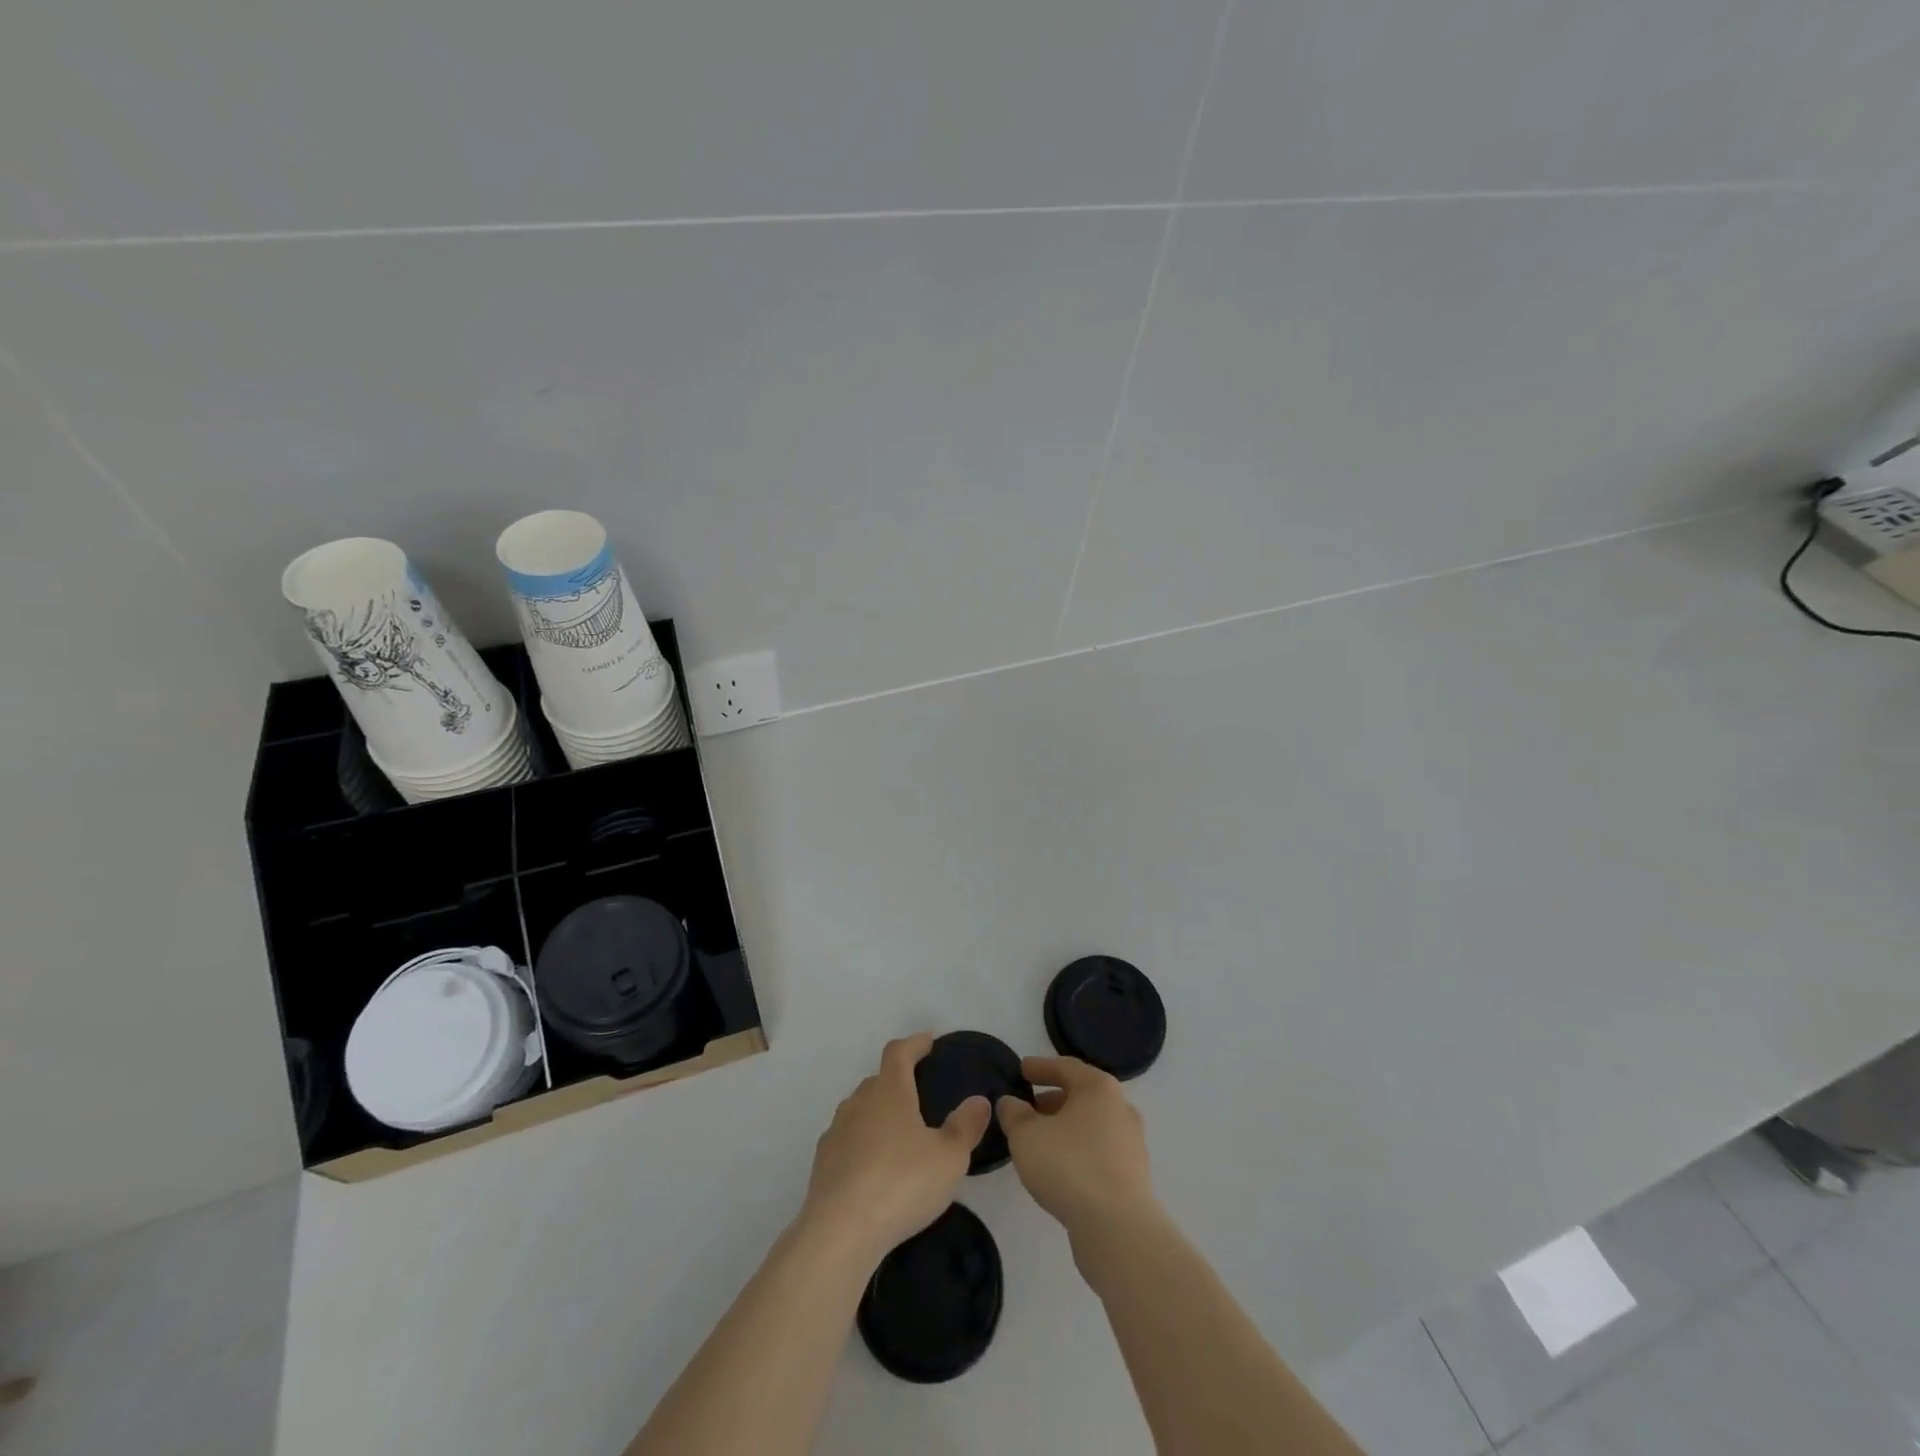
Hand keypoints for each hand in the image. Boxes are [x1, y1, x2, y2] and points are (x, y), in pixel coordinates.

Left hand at [799, 1033, 990, 1263]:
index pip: (899, 1052)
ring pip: (860, 1109)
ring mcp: (837, 1131)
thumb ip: (966, 1126)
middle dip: (897, 1081)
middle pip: (878, 1080)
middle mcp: (859, 1102)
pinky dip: (862, 1143)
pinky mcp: (823, 1162)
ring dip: (878, 1113)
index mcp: (890, 1091)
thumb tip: (978, 1101)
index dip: (914, 1043)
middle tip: (918, 1093)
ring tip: (898, 1133)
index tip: (928, 1041)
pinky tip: (874, 1166)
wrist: (840, 1231)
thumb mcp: (949, 1157)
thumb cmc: (902, 1183)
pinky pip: (847, 1139)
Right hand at [998, 1056, 1158, 1244]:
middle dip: (1053, 1100)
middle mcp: (1121, 1109)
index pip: (1066, 1067)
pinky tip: (1060, 1168)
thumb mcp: (1026, 1136)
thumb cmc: (1069, 1166)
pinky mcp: (1133, 1177)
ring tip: (1039, 1141)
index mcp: (1099, 1088)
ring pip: (1091, 1126)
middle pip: (1082, 1095)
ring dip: (1065, 1128)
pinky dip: (1078, 1151)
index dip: (1040, 1067)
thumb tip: (1011, 1103)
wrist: (1118, 1229)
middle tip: (1028, 1108)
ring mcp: (1131, 1144)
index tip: (1021, 1070)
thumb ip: (1014, 1114)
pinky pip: (1099, 1152)